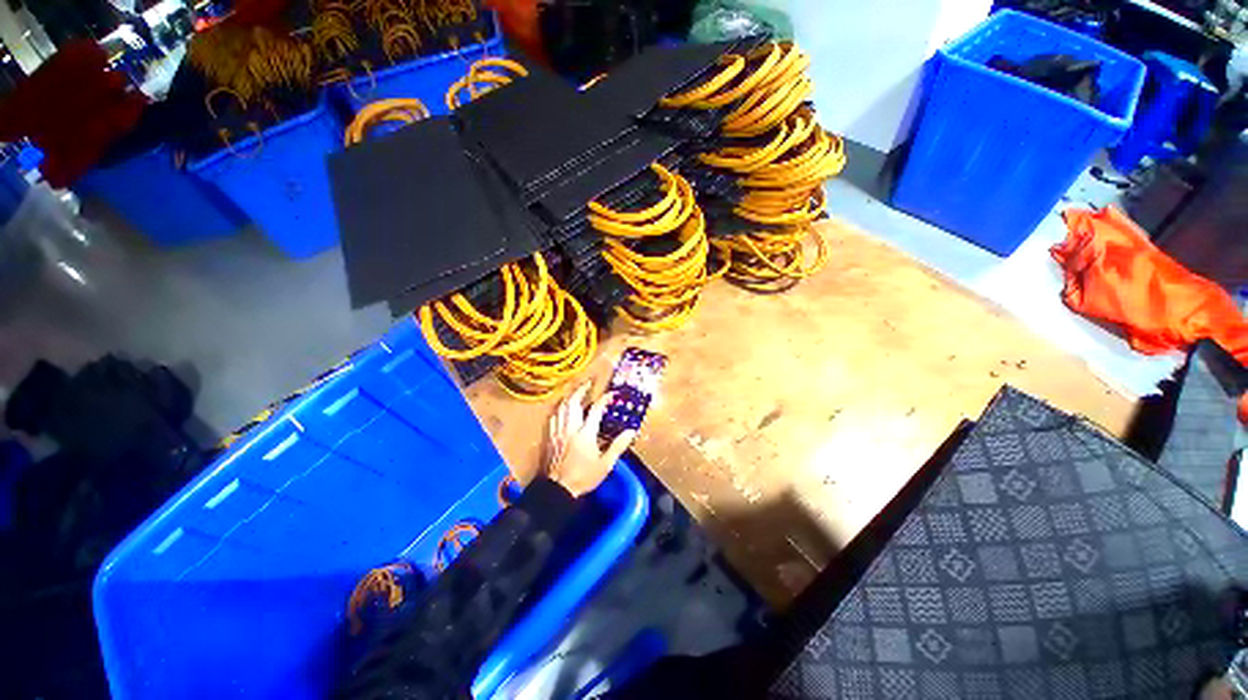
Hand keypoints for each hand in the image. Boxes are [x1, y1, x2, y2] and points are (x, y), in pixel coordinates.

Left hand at [545, 382, 636, 496]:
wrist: (557, 489)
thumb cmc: (583, 477)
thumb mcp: (605, 465)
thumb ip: (618, 446)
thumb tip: (631, 431)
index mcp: (585, 434)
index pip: (595, 410)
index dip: (604, 399)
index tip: (611, 394)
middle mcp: (570, 428)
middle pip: (573, 402)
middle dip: (581, 390)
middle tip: (588, 384)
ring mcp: (558, 432)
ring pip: (562, 408)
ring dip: (570, 397)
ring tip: (576, 392)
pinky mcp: (550, 437)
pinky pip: (553, 417)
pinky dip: (559, 409)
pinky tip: (562, 409)